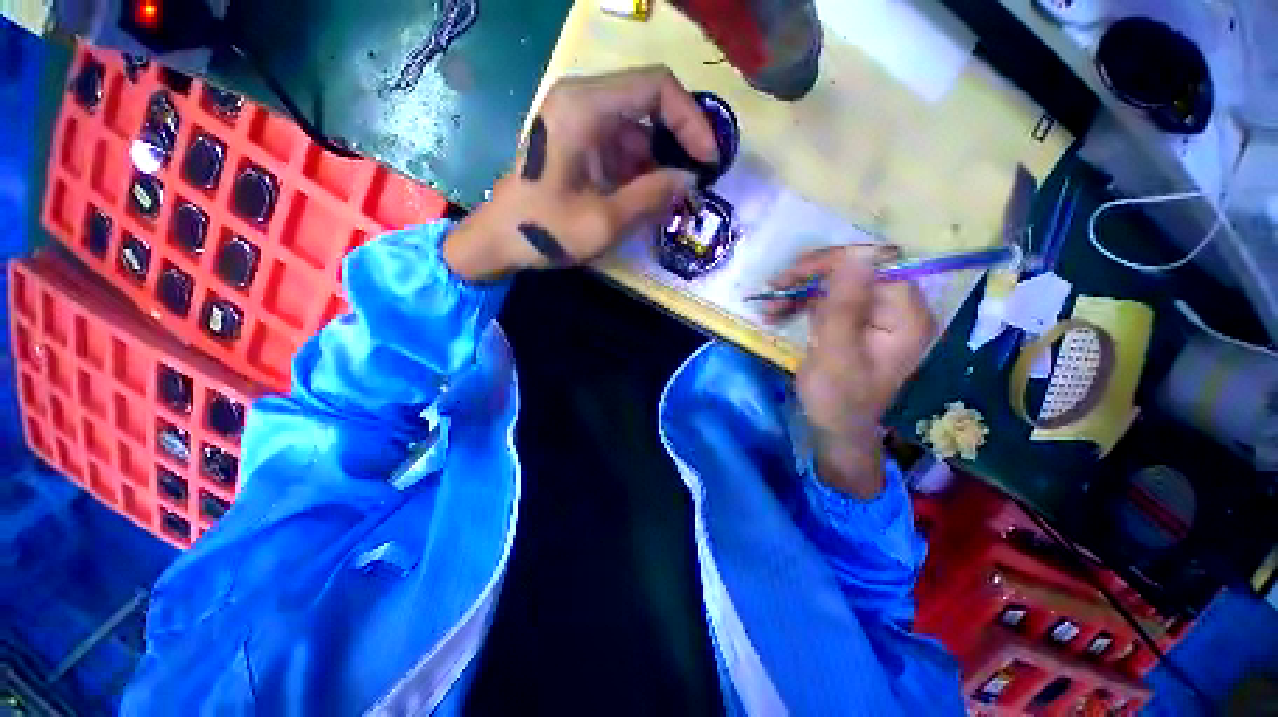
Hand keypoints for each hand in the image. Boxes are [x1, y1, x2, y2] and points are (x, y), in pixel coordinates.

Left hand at [444, 66, 718, 280]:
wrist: (500, 240)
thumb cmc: (545, 230)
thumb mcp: (605, 221)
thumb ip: (652, 197)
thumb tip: (690, 180)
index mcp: (584, 107)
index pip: (656, 87)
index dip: (691, 120)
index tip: (709, 159)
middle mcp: (582, 100)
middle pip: (649, 102)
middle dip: (679, 142)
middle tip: (697, 179)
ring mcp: (579, 119)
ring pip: (639, 128)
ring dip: (660, 161)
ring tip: (674, 198)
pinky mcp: (579, 140)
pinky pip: (623, 145)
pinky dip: (641, 170)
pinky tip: (650, 198)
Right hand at [766, 246, 936, 497]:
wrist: (834, 430)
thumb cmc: (837, 399)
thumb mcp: (836, 354)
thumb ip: (845, 306)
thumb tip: (856, 255)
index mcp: (906, 317)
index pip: (875, 266)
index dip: (834, 263)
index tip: (792, 275)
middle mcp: (896, 309)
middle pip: (854, 270)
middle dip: (810, 277)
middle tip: (773, 288)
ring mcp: (873, 314)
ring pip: (836, 283)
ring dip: (799, 290)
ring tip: (769, 307)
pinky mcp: (854, 321)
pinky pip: (827, 299)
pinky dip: (800, 303)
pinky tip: (777, 312)